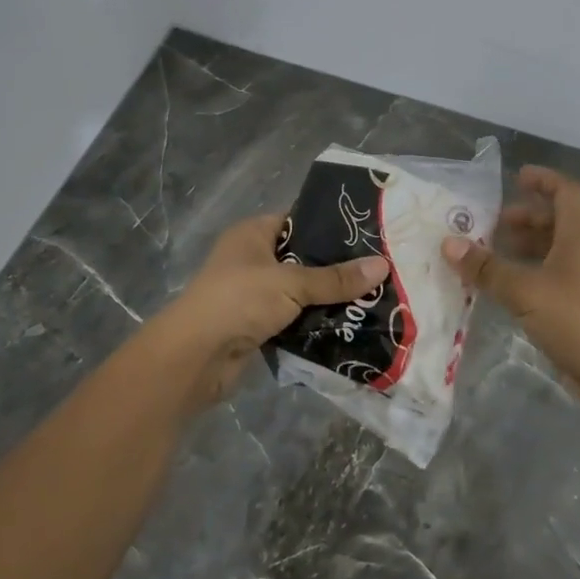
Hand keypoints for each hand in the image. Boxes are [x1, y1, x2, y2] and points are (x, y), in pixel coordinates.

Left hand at [153, 213, 390, 409]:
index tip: (368, 236)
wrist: (196, 357)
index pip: (298, 221)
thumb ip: (336, 278)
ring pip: (299, 292)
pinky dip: (314, 323)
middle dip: (335, 268)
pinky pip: (293, 319)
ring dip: (327, 299)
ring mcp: (252, 294)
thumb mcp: (292, 283)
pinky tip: (348, 325)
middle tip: (378, 270)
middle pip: (302, 259)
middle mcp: (251, 259)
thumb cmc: (239, 301)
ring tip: (371, 298)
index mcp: (253, 234)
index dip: (330, 227)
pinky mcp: (256, 326)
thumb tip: (383, 266)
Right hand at [443, 166, 579, 433]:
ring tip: (491, 253)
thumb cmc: (577, 319)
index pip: (566, 192)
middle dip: (526, 217)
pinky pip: (552, 279)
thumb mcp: (525, 291)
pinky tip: (505, 287)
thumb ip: (486, 268)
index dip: (544, 180)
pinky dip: (529, 274)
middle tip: (492, 222)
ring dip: (526, 247)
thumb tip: (448, 243)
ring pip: (555, 252)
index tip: (517, 177)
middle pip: (558, 222)